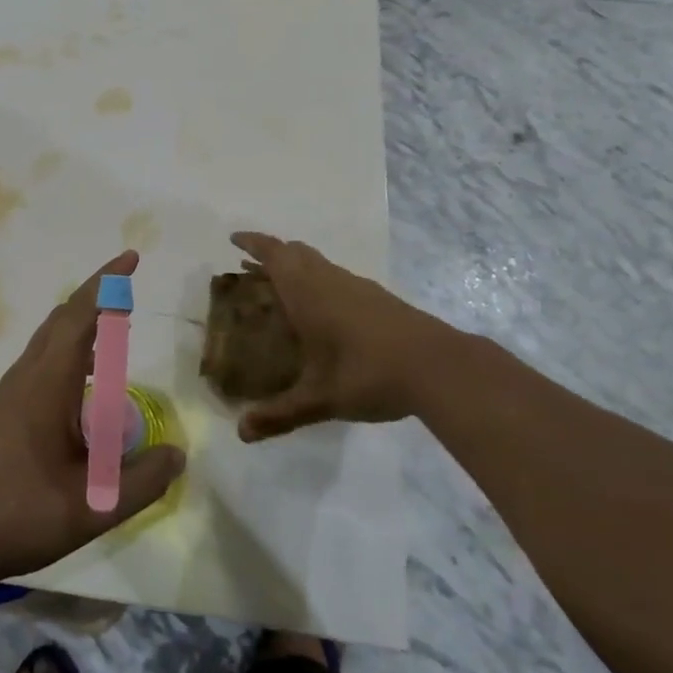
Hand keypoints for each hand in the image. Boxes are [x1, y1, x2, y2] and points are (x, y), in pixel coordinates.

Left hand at [0, 251, 184, 586]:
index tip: (130, 258)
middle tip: (126, 292)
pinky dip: (65, 354)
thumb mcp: (91, 506)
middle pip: (60, 321)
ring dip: (79, 328)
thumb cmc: (17, 515)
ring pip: (46, 343)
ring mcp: (5, 394)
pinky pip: (37, 364)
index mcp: (46, 384)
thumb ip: (140, 481)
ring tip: (110, 336)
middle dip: (95, 298)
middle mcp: (24, 377)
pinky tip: (78, 388)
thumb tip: (177, 454)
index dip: (107, 285)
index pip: (80, 317)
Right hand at [229, 232, 467, 441]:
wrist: (438, 367)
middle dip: (272, 254)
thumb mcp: (320, 398)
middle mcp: (329, 280)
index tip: (234, 239)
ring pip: (319, 263)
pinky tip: (326, 314)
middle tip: (253, 270)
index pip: (273, 254)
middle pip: (295, 252)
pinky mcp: (379, 298)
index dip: (252, 243)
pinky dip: (320, 282)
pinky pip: (338, 278)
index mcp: (306, 292)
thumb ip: (281, 414)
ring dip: (297, 267)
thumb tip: (242, 433)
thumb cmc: (367, 373)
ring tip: (284, 291)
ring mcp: (357, 287)